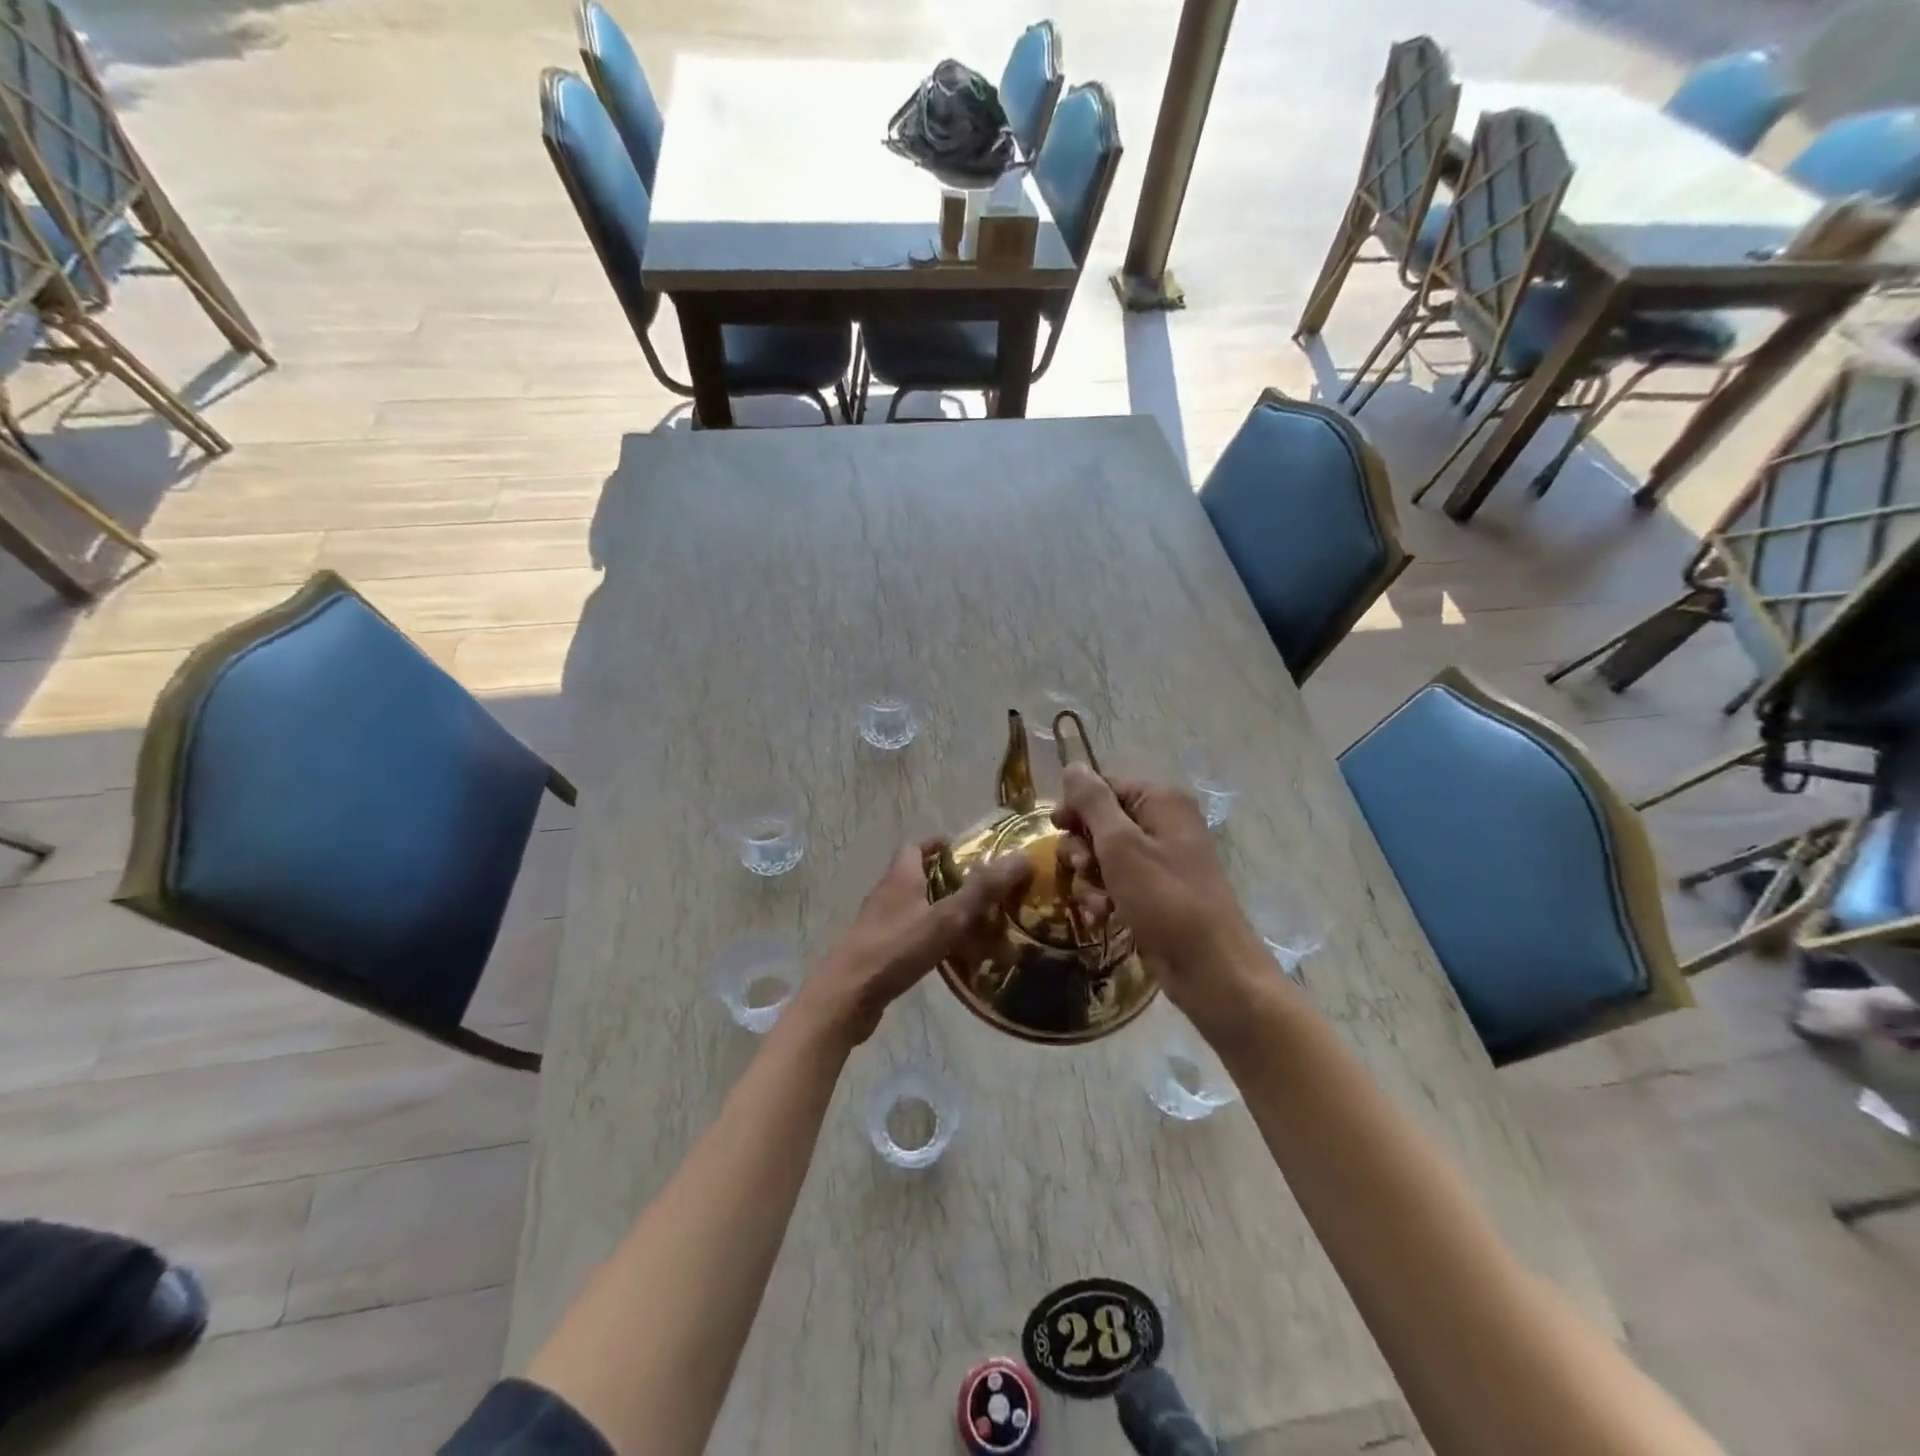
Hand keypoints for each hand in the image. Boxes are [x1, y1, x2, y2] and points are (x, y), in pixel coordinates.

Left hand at [797, 839, 1031, 1047]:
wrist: (845, 997)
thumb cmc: (895, 949)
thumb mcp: (946, 918)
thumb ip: (982, 890)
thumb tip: (1021, 857)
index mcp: (900, 877)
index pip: (916, 846)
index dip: (938, 844)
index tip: (963, 850)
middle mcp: (885, 894)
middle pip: (915, 876)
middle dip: (944, 878)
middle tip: (978, 889)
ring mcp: (877, 924)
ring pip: (912, 907)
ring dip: (937, 910)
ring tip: (971, 923)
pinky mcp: (875, 952)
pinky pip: (907, 936)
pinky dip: (927, 938)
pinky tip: (947, 957)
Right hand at [1050, 764, 1264, 1028]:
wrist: (1209, 967)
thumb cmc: (1164, 899)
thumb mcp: (1120, 845)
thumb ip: (1092, 802)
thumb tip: (1072, 765)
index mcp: (1161, 801)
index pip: (1104, 785)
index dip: (1077, 805)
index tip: (1055, 828)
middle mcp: (1162, 823)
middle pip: (1101, 821)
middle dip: (1082, 847)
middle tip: (1081, 867)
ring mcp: (1160, 859)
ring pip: (1103, 855)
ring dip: (1090, 877)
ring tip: (1097, 901)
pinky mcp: (1154, 892)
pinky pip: (1116, 881)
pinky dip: (1104, 896)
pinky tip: (1104, 915)